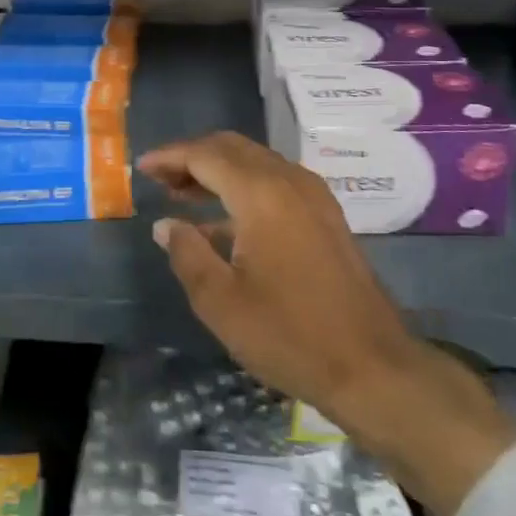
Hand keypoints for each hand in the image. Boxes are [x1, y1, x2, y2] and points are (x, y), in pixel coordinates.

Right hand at [139, 133, 515, 515]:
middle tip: (160, 180)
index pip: (206, 154)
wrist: (373, 367)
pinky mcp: (326, 215)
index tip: (142, 168)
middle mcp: (289, 181)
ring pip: (255, 162)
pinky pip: (275, 182)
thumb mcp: (221, 302)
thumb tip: (167, 225)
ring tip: (182, 195)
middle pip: (232, 148)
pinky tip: (223, 220)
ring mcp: (313, 196)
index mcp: (262, 194)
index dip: (170, 157)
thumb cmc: (290, 335)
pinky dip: (243, 186)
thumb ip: (187, 254)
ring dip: (218, 170)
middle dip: (193, 157)